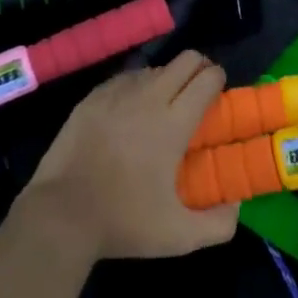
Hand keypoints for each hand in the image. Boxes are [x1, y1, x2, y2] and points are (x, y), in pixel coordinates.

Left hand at [19, 50, 240, 260]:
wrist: (61, 214)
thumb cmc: (123, 222)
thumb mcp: (179, 237)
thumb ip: (218, 224)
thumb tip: (236, 204)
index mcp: (173, 123)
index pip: (206, 79)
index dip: (218, 79)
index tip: (219, 93)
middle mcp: (148, 98)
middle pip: (184, 61)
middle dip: (198, 68)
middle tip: (199, 90)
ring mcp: (117, 94)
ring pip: (153, 69)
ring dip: (166, 78)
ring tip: (165, 102)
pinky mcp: (92, 98)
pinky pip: (124, 79)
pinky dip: (136, 86)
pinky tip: (132, 106)